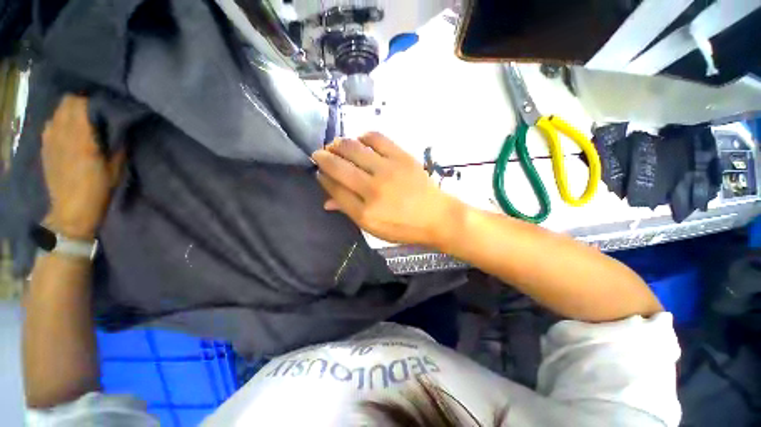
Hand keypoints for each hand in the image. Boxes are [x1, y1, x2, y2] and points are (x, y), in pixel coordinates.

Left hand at [41, 96, 124, 239]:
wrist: (70, 211)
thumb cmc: (98, 191)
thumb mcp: (116, 170)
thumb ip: (117, 146)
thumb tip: (121, 128)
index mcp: (82, 139)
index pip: (82, 104)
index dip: (94, 100)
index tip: (107, 103)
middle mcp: (63, 134)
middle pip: (67, 102)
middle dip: (82, 101)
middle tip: (96, 107)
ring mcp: (51, 139)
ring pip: (58, 111)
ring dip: (70, 109)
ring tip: (82, 117)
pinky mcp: (45, 146)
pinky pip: (51, 124)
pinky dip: (60, 121)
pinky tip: (67, 129)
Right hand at [312, 132, 463, 246]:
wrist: (436, 216)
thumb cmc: (403, 227)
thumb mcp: (374, 228)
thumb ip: (349, 211)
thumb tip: (326, 200)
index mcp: (365, 212)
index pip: (334, 188)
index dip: (322, 178)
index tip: (319, 172)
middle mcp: (373, 189)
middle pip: (338, 166)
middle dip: (323, 157)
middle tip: (320, 154)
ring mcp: (388, 170)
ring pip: (353, 148)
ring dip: (338, 144)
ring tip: (336, 146)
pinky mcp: (402, 157)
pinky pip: (376, 138)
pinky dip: (363, 137)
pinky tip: (360, 141)